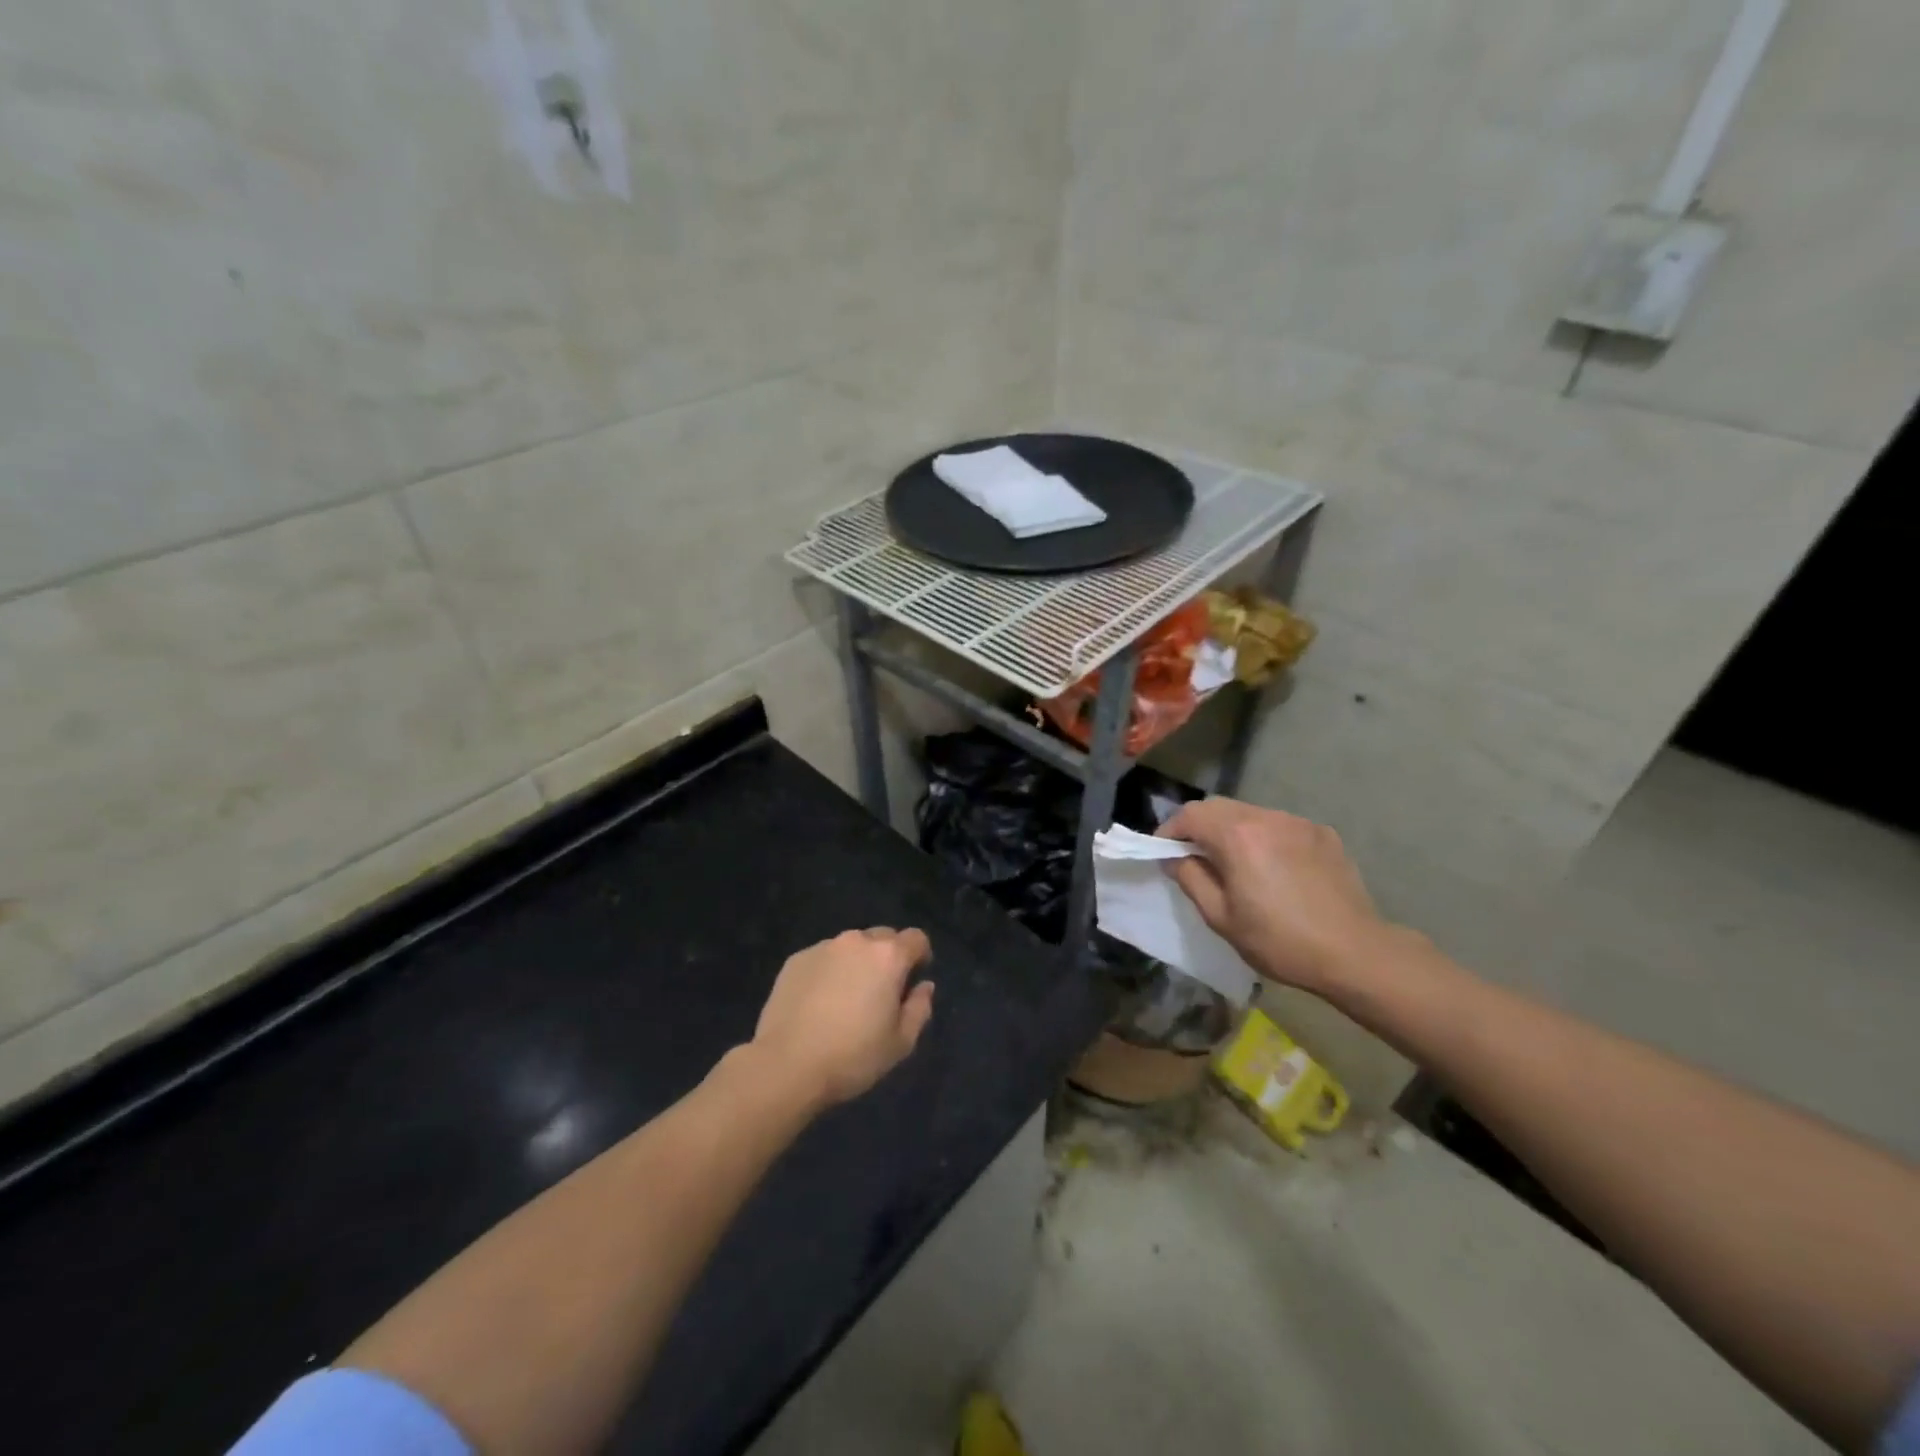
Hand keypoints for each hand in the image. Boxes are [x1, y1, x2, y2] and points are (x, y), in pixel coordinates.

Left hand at [751, 928, 934, 1108]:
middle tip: (880, 993)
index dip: (920, 956)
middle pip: (883, 937)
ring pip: (850, 947)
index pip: (916, 939)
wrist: (786, 1065)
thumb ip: (919, 1008)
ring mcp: (823, 948)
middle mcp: (856, 941)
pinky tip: (818, 1003)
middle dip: (887, 958)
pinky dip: (828, 972)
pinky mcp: (795, 960)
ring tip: (845, 999)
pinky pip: (823, 958)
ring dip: (856, 964)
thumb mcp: (900, 1043)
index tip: (912, 981)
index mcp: (888, 956)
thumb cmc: (852, 1056)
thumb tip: (924, 986)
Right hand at [1158, 798, 1391, 994]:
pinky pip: (1280, 826)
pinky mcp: (1323, 834)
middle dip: (1199, 827)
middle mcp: (1267, 817)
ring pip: (1250, 814)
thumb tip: (1175, 858)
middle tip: (1194, 857)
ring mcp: (1298, 822)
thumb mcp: (1221, 917)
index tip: (1164, 853)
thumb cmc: (1279, 940)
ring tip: (1235, 863)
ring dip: (1232, 831)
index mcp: (1237, 835)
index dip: (1170, 831)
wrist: (1355, 953)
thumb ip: (1191, 878)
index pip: (1190, 814)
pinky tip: (1274, 869)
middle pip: (1219, 807)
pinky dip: (1265, 838)